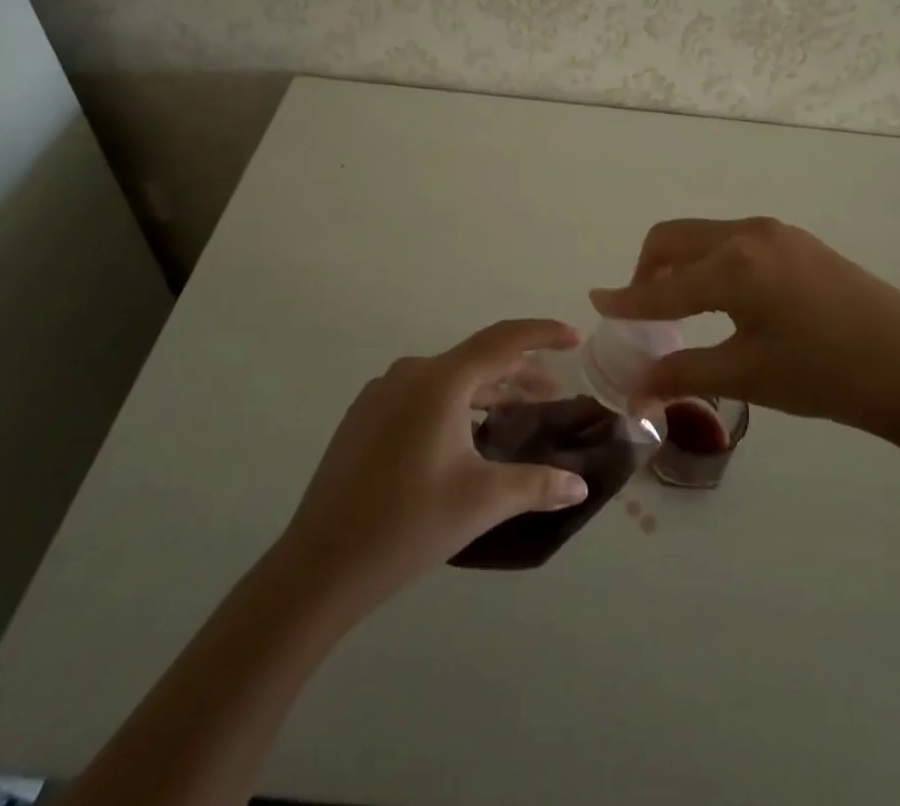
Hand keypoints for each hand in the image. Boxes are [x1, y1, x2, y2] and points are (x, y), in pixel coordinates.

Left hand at [276, 319, 591, 608]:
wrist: (319, 565)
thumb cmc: (408, 524)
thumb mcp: (481, 501)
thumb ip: (537, 485)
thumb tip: (580, 486)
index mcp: (440, 381)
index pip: (503, 340)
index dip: (543, 334)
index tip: (574, 337)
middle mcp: (410, 373)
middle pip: (477, 360)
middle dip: (520, 374)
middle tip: (554, 395)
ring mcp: (381, 393)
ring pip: (449, 379)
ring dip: (487, 392)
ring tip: (516, 416)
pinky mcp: (364, 417)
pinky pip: (423, 395)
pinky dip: (456, 405)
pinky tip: (467, 436)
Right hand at [590, 217, 899, 446]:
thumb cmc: (826, 375)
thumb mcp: (749, 377)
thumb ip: (685, 374)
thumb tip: (635, 388)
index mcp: (733, 266)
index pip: (663, 285)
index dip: (626, 299)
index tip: (596, 303)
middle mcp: (748, 233)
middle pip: (675, 238)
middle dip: (648, 269)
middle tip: (642, 310)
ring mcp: (776, 232)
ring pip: (705, 236)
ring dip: (681, 263)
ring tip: (680, 307)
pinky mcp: (796, 240)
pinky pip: (734, 240)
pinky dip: (711, 261)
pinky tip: (725, 299)